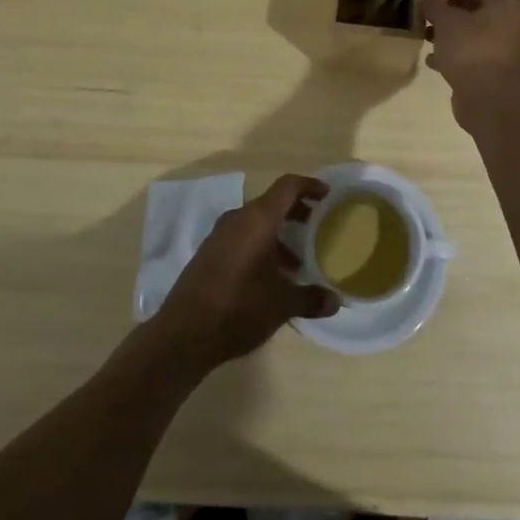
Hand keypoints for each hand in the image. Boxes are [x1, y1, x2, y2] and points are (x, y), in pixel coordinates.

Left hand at [153, 174, 339, 371]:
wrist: (184, 334)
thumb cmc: (239, 308)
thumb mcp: (282, 305)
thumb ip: (311, 299)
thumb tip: (335, 301)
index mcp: (258, 220)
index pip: (287, 187)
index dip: (309, 186)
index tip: (327, 194)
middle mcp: (237, 219)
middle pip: (271, 203)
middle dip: (295, 211)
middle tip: (315, 225)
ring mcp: (219, 236)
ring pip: (254, 223)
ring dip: (277, 234)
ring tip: (296, 261)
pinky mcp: (207, 254)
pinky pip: (240, 238)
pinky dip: (259, 246)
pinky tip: (268, 277)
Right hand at [419, 0, 519, 128]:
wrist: (489, 100)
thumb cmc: (470, 51)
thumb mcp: (446, 22)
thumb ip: (433, 3)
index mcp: (505, 5)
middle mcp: (510, 23)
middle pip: (474, 8)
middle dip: (446, 9)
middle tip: (424, 9)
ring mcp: (505, 49)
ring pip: (472, 32)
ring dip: (448, 32)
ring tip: (424, 33)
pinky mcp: (496, 70)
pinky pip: (472, 53)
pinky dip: (453, 53)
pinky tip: (431, 59)